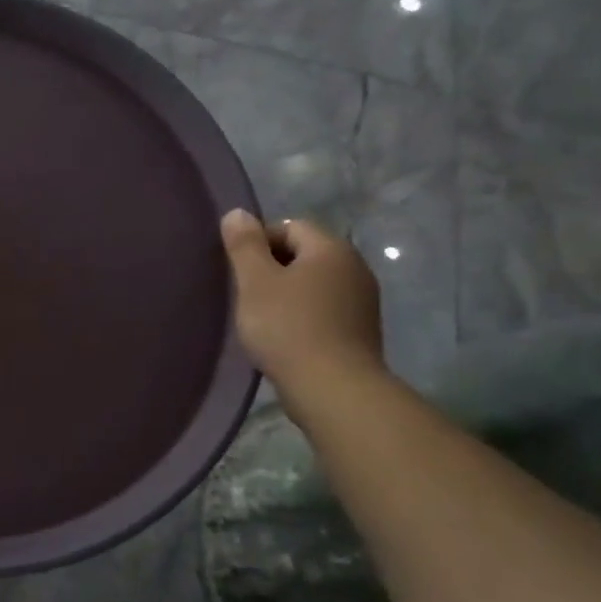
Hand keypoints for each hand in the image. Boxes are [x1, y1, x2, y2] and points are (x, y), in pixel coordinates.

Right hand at [220, 209, 384, 416]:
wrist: (333, 388)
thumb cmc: (287, 327)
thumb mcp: (255, 282)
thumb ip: (244, 245)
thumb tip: (237, 213)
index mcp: (331, 249)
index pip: (290, 226)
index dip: (259, 242)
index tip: (238, 270)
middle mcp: (354, 267)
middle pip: (304, 254)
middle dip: (273, 268)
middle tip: (245, 294)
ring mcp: (362, 300)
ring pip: (314, 283)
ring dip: (287, 294)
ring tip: (262, 318)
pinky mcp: (361, 330)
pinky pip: (324, 309)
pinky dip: (303, 316)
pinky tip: (285, 337)